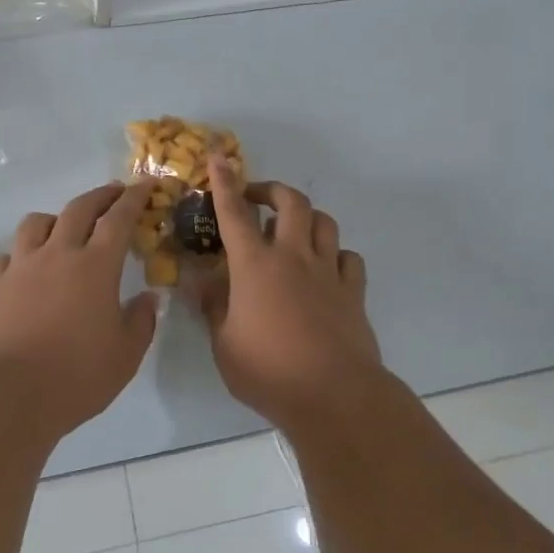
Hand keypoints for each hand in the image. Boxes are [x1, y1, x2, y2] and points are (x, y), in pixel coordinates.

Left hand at [0, 183, 159, 430]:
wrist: (8, 394)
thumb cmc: (77, 375)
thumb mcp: (126, 355)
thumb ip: (141, 321)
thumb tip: (148, 297)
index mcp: (96, 267)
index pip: (119, 219)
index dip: (134, 199)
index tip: (145, 184)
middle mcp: (57, 255)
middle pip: (78, 209)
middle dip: (100, 196)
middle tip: (114, 193)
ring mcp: (20, 267)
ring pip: (35, 223)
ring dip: (55, 218)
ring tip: (62, 227)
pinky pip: (6, 258)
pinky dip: (19, 256)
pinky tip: (23, 270)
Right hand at [193, 157, 383, 422]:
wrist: (333, 395)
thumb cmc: (268, 371)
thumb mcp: (224, 343)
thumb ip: (213, 306)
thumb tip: (200, 282)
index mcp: (255, 265)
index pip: (235, 213)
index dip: (224, 182)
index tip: (219, 157)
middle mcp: (293, 257)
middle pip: (290, 202)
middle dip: (271, 190)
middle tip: (256, 198)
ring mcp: (328, 272)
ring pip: (324, 222)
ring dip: (306, 217)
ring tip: (291, 230)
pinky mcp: (353, 292)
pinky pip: (348, 258)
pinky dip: (335, 254)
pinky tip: (325, 268)